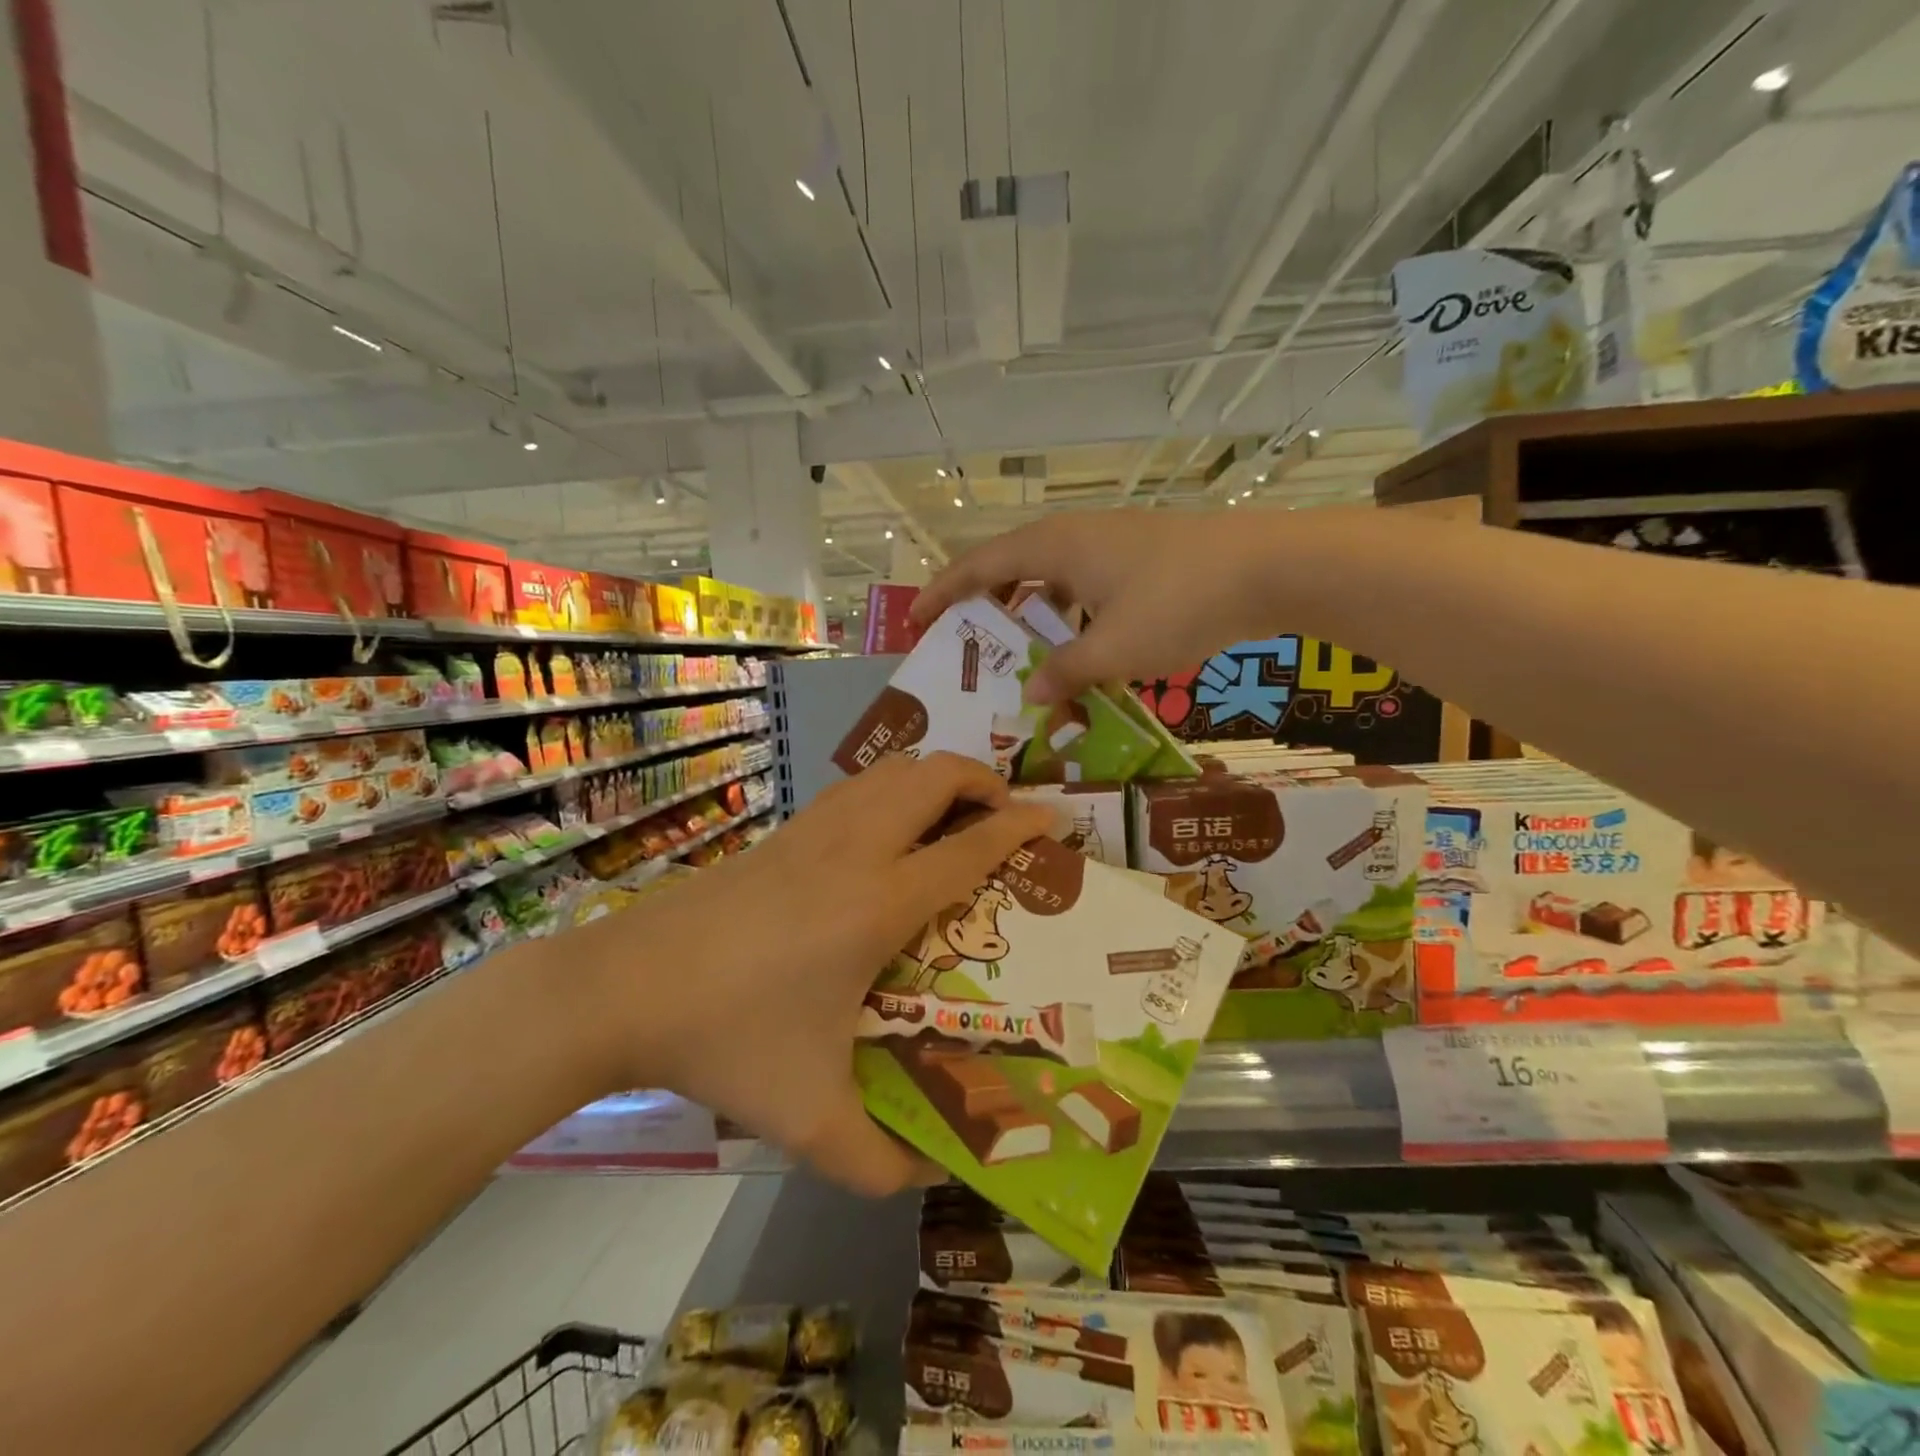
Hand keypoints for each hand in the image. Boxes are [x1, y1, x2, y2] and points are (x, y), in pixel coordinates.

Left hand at [586, 753, 1051, 1194]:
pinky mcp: (780, 833)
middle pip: (933, 777)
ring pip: (890, 771)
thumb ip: (875, 1161)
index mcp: (878, 903)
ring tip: (952, 811)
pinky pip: (854, 788)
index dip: (1018, 826)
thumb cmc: (727, 1038)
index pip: (968, 848)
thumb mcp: (808, 1116)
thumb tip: (924, 1180)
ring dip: (933, 778)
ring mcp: (813, 832)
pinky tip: (884, 829)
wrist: (622, 987)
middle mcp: (854, 850)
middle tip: (1004, 812)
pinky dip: (890, 788)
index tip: (1052, 818)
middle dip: (982, 779)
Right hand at [912, 508, 1351, 705]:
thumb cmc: (1179, 602)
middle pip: (1011, 566)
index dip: (942, 593)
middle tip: (967, 643)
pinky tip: (1082, 646)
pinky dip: (1070, 614)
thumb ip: (1066, 673)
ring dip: (1032, 613)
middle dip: (984, 605)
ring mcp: (1112, 543)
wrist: (1271, 567)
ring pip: (1052, 577)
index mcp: (1055, 546)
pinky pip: (1085, 584)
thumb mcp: (1114, 649)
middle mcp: (1076, 535)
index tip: (917, 621)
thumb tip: (1034, 696)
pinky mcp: (1141, 556)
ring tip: (1022, 654)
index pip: (979, 566)